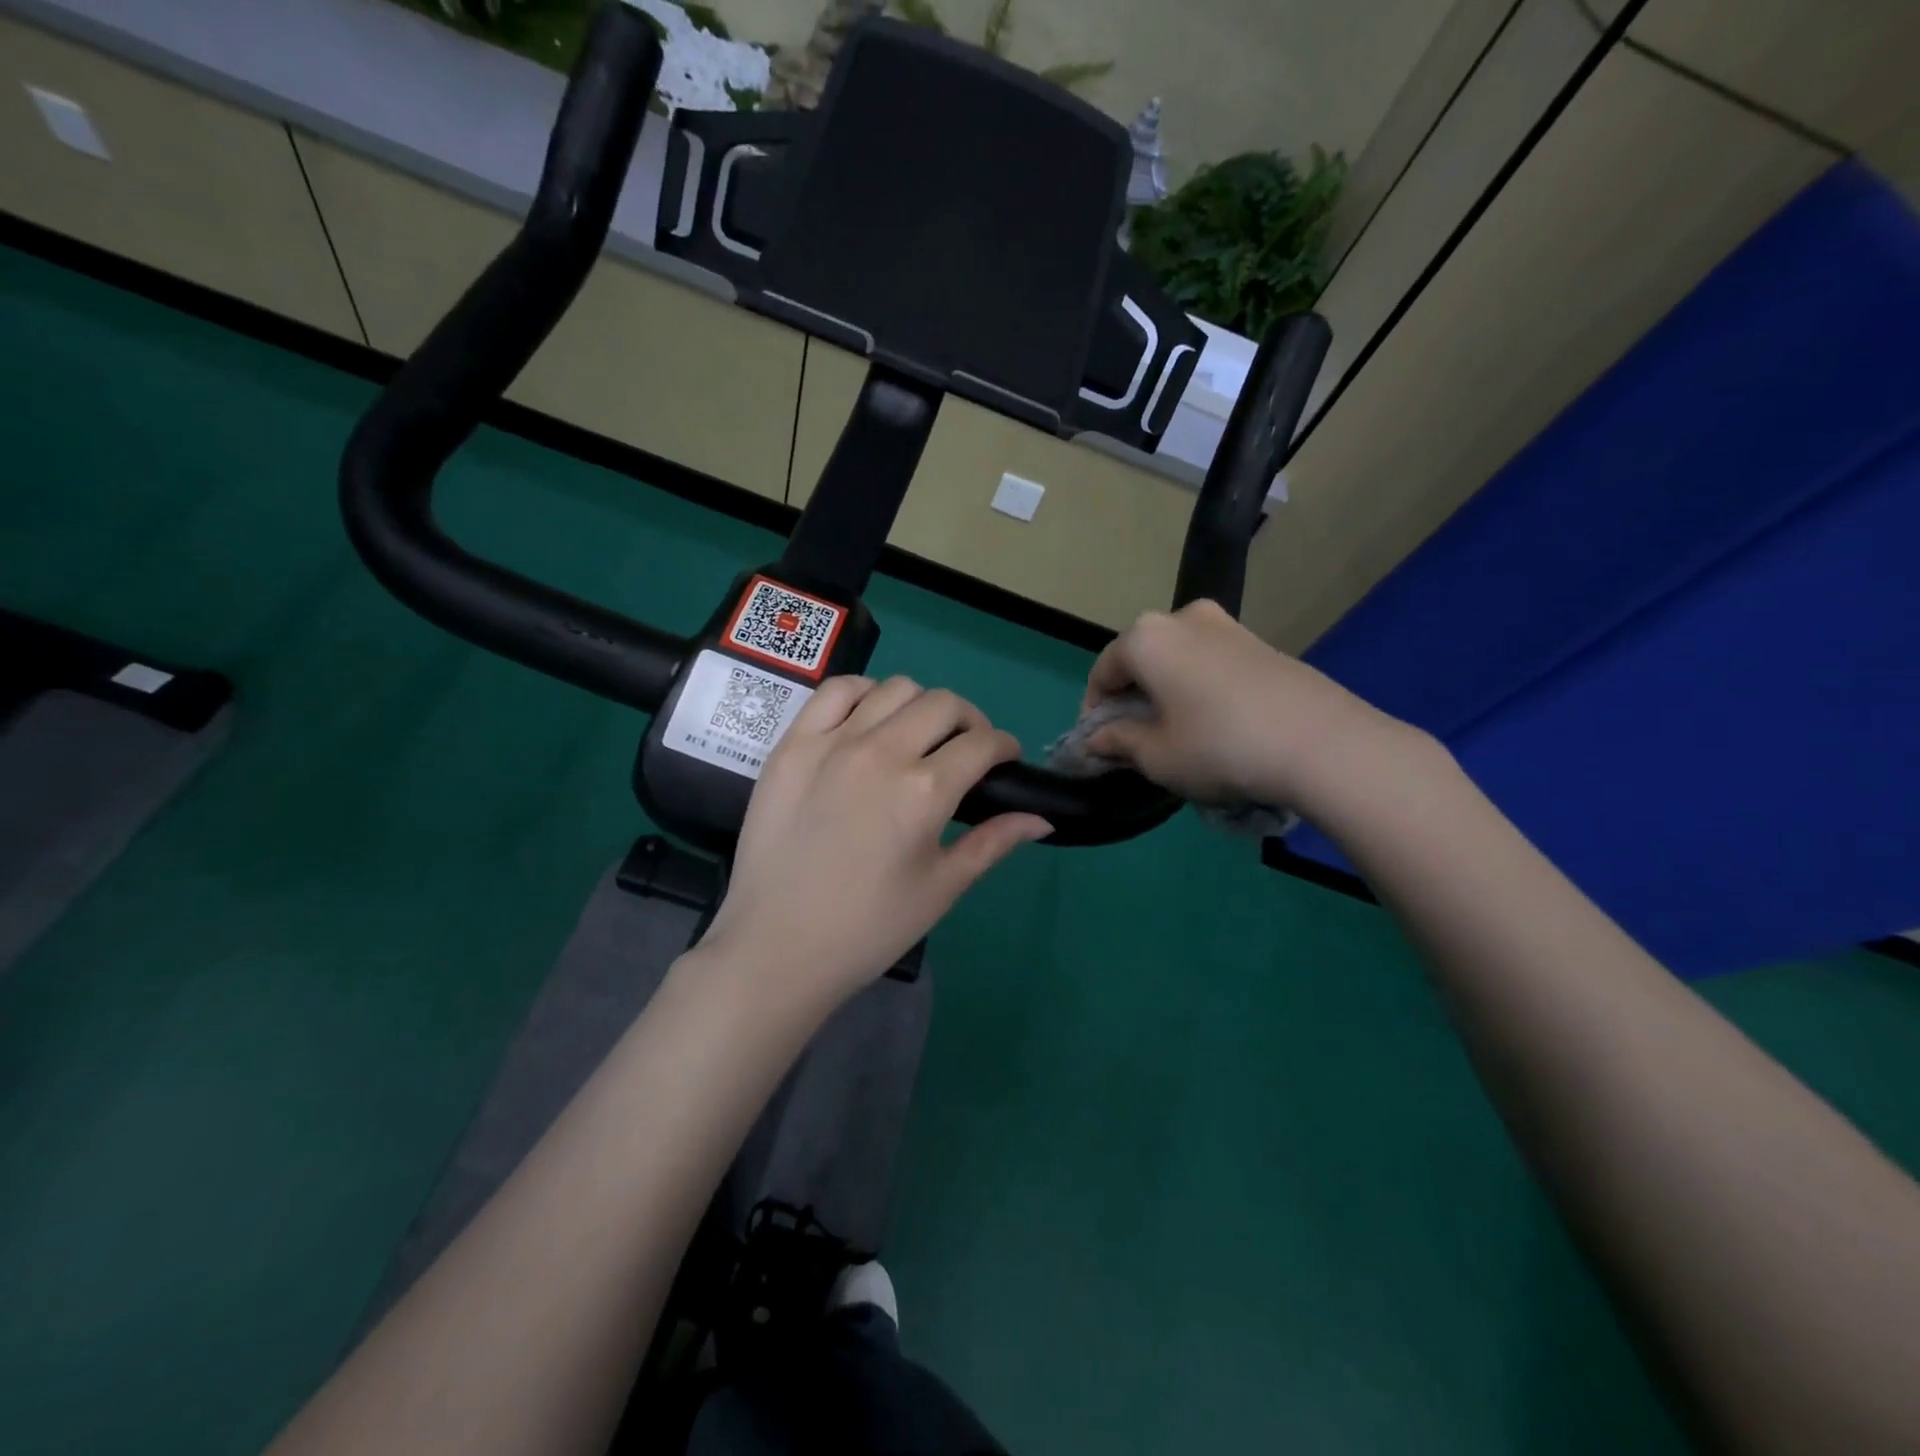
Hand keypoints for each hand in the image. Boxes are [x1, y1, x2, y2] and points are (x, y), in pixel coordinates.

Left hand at [699, 676, 1050, 1010]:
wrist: (776, 947)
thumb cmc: (868, 927)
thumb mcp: (941, 888)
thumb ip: (993, 842)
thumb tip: (1042, 818)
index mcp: (924, 792)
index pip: (983, 744)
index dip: (1004, 747)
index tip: (1004, 761)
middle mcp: (882, 753)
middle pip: (943, 704)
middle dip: (969, 721)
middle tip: (965, 751)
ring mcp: (832, 743)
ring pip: (894, 689)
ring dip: (919, 706)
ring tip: (916, 736)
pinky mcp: (792, 744)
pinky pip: (835, 692)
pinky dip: (863, 694)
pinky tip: (868, 720)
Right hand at [1082, 600, 1421, 811]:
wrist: (1321, 743)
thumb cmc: (1219, 747)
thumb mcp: (1157, 756)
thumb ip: (1118, 742)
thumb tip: (1097, 739)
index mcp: (1147, 637)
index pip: (1103, 671)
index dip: (1094, 710)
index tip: (1100, 744)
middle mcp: (1183, 618)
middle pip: (1140, 658)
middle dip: (1130, 697)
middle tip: (1135, 738)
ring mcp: (1227, 625)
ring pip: (1176, 657)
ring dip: (1165, 690)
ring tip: (1175, 731)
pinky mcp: (1261, 643)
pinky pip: (1210, 661)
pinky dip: (1197, 686)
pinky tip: (1212, 722)